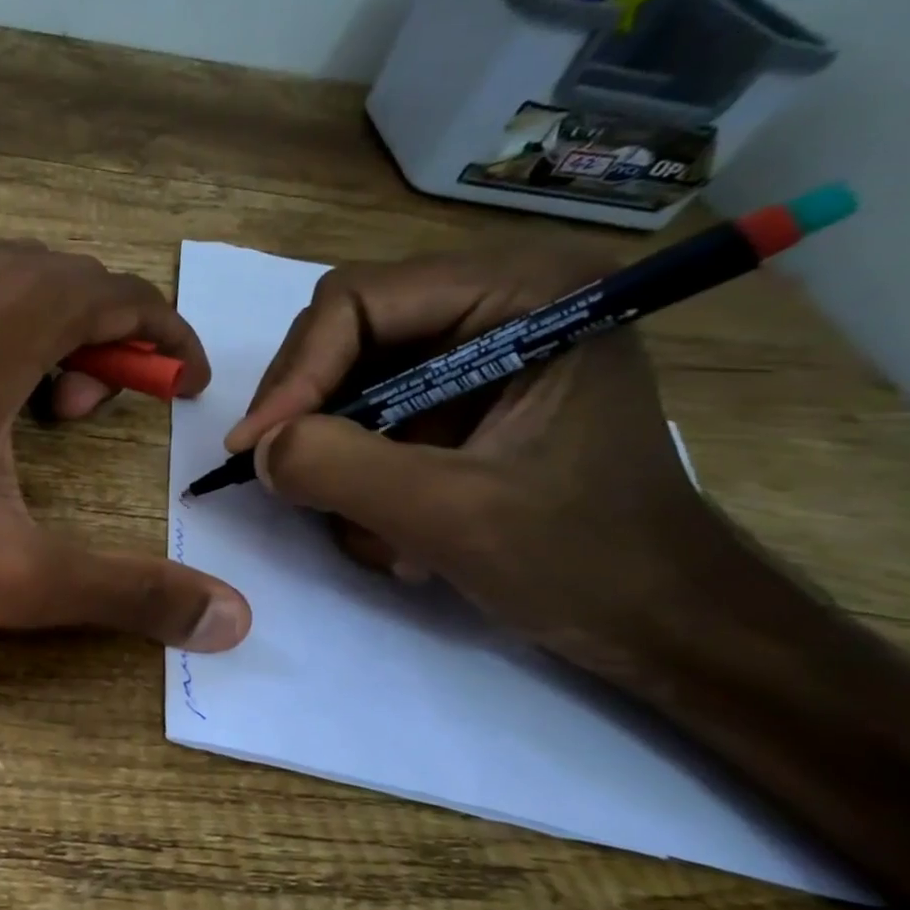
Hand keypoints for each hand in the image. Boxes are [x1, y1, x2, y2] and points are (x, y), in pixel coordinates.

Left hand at [0, 239, 251, 649]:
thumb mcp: (8, 571)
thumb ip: (122, 593)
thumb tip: (232, 619)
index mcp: (21, 309)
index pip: (129, 298)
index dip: (169, 343)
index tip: (187, 389)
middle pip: (78, 287)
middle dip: (108, 349)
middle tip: (90, 423)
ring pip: (20, 285)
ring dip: (52, 338)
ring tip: (35, 414)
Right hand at [223, 245, 717, 674]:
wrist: (655, 618)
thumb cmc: (582, 559)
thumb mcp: (451, 514)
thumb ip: (340, 468)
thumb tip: (258, 447)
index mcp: (527, 292)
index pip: (358, 301)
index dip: (296, 373)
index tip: (254, 449)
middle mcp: (498, 301)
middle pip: (344, 333)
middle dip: (310, 413)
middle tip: (284, 479)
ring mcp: (475, 351)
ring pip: (345, 380)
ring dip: (335, 455)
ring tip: (367, 522)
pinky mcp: (458, 397)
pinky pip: (365, 416)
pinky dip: (356, 473)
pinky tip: (391, 525)